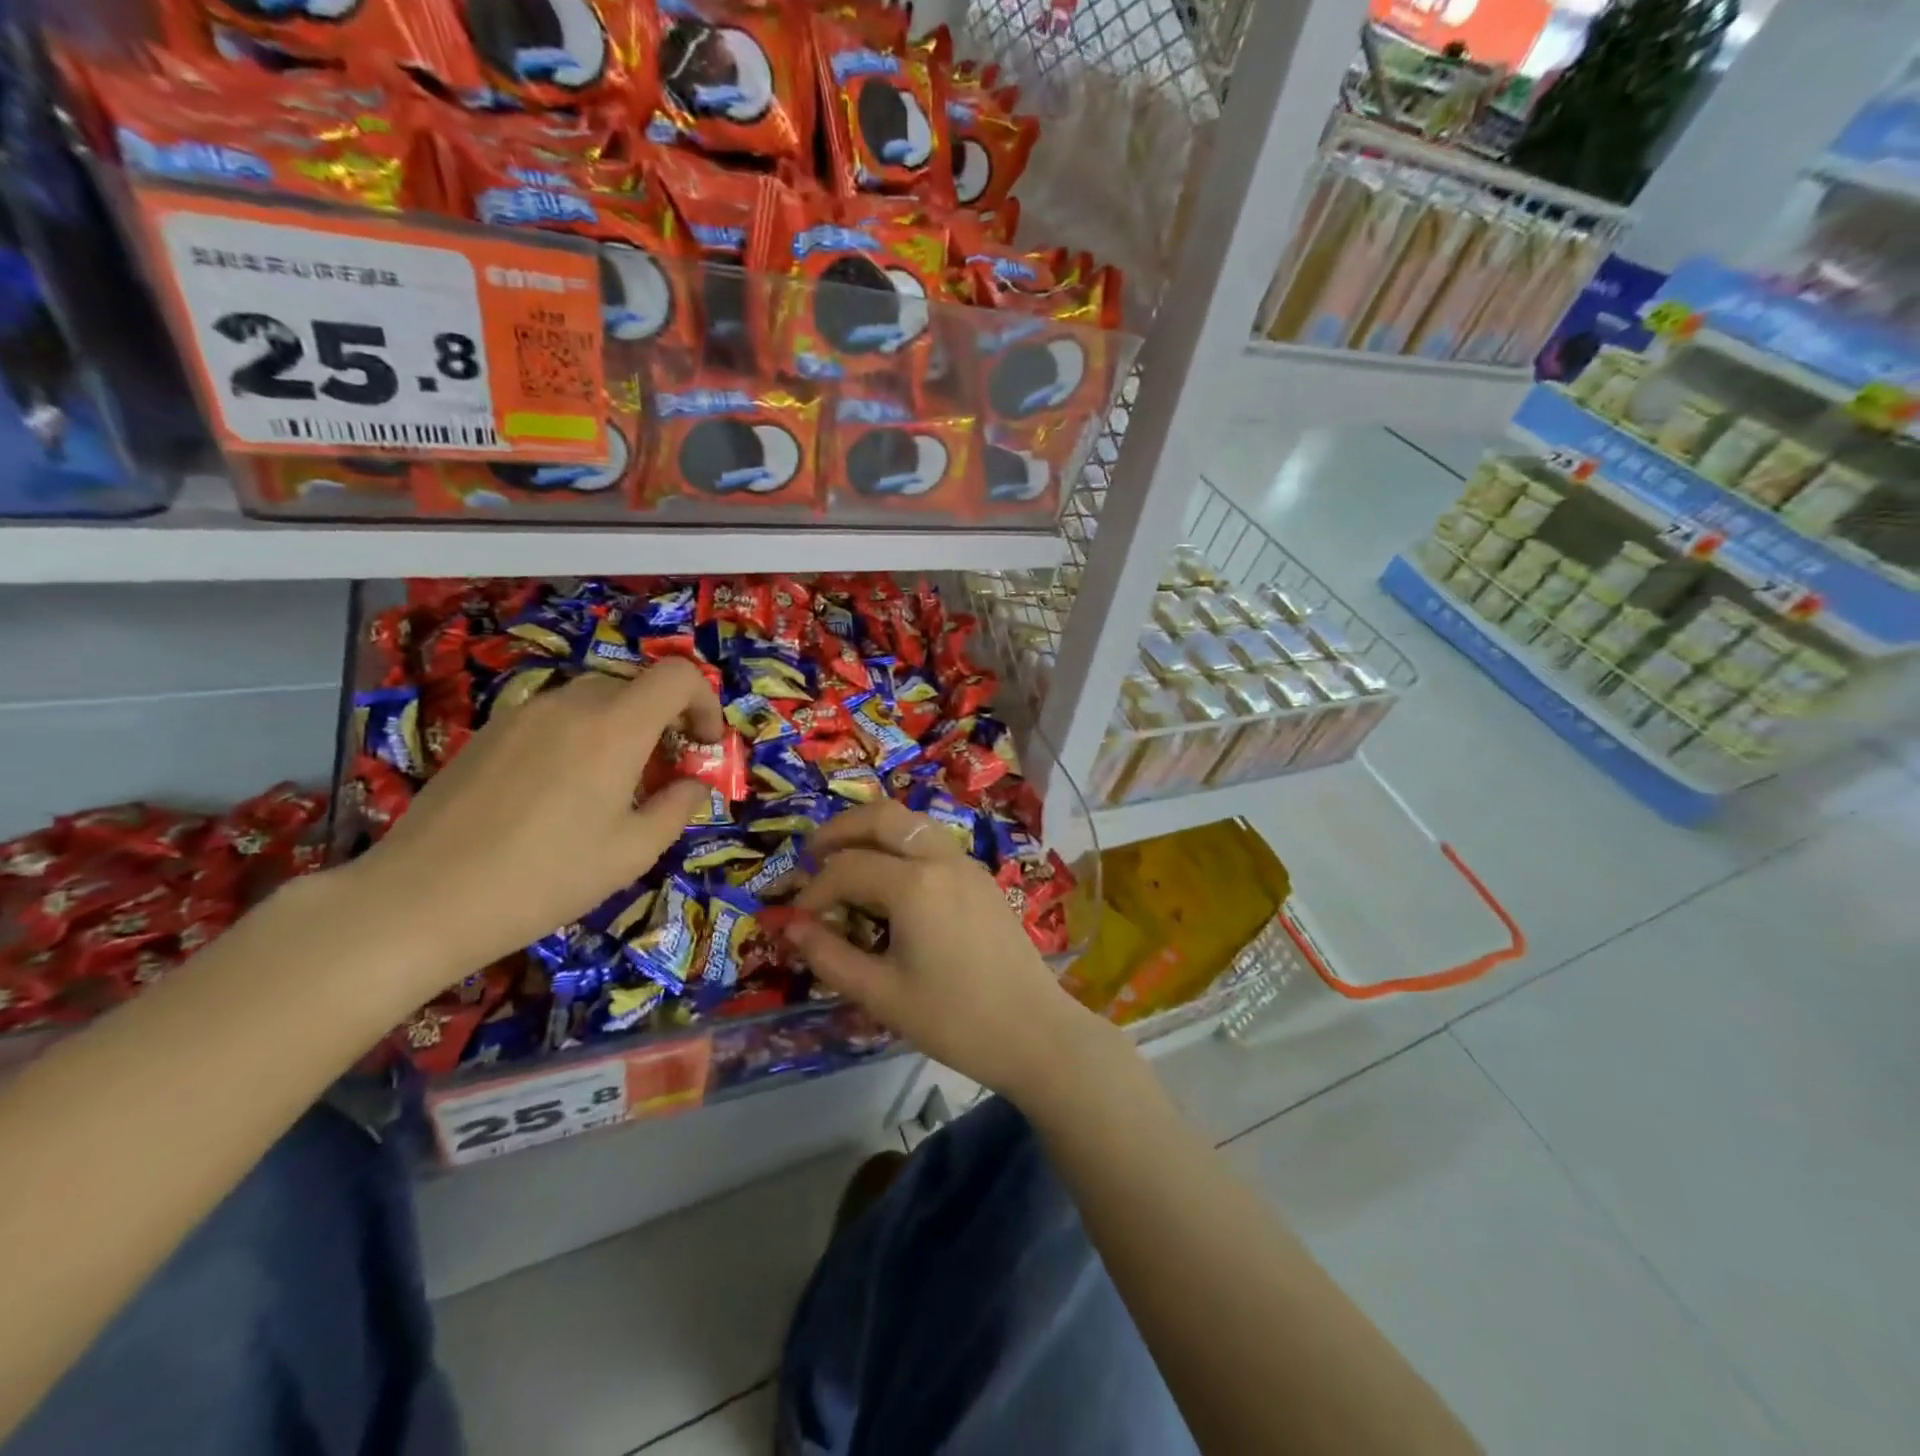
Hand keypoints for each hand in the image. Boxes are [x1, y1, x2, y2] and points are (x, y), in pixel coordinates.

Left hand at [339, 658, 722, 995]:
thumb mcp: (633, 852)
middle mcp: (570, 704)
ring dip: (622, 729)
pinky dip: (580, 737)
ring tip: (612, 787)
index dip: (705, 701)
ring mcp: (523, 714)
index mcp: (615, 727)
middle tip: (664, 774)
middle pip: (637, 686)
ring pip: (594, 700)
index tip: (704, 746)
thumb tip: (694, 783)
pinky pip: (554, 718)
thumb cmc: (545, 878)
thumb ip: (677, 807)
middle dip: (665, 721)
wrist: (421, 899)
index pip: (678, 676)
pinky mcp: (489, 732)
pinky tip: (558, 794)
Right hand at [780, 799, 1118, 1102]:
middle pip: (882, 816)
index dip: (814, 889)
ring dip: (874, 830)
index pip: (847, 868)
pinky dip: (902, 843)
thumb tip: (791, 927)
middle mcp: (941, 859)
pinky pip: (933, 841)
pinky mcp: (982, 877)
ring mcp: (967, 864)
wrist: (1035, 1032)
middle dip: (840, 829)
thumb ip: (830, 957)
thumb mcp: (882, 995)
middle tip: (811, 854)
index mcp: (915, 885)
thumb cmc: (955, 1019)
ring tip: (846, 859)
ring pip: (912, 822)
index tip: (797, 917)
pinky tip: (890, 878)